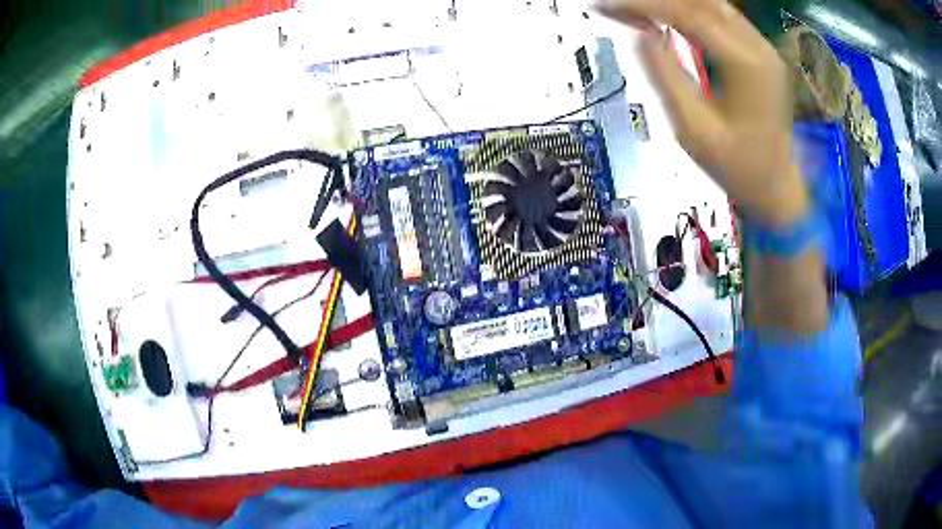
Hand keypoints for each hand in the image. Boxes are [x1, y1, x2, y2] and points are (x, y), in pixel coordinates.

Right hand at [596, 0, 809, 226]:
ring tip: (634, 11)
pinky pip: (720, 18)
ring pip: (710, 5)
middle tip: (616, 7)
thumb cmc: (737, 168)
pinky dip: (687, 12)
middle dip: (654, 0)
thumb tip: (641, 34)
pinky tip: (664, 19)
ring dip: (670, 3)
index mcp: (746, 64)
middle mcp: (758, 46)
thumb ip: (666, 75)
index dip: (643, 5)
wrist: (776, 189)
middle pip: (700, 1)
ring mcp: (762, 47)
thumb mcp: (694, 130)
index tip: (605, 6)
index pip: (687, 14)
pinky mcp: (759, 53)